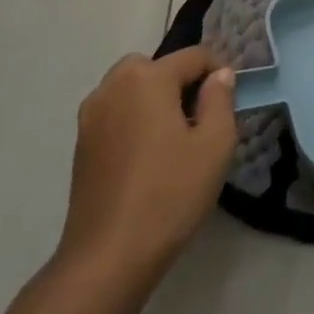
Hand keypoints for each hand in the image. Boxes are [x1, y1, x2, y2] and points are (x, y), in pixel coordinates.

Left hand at [55, 47, 235, 281]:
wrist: (108, 257)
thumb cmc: (169, 194)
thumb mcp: (215, 144)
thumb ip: (221, 99)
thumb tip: (220, 75)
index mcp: (147, 78)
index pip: (194, 56)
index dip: (219, 72)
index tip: (232, 101)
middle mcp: (113, 86)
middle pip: (156, 66)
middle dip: (181, 82)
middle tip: (201, 118)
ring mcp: (91, 115)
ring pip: (132, 88)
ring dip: (155, 99)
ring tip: (176, 137)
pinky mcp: (81, 143)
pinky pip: (116, 112)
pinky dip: (135, 119)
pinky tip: (149, 156)